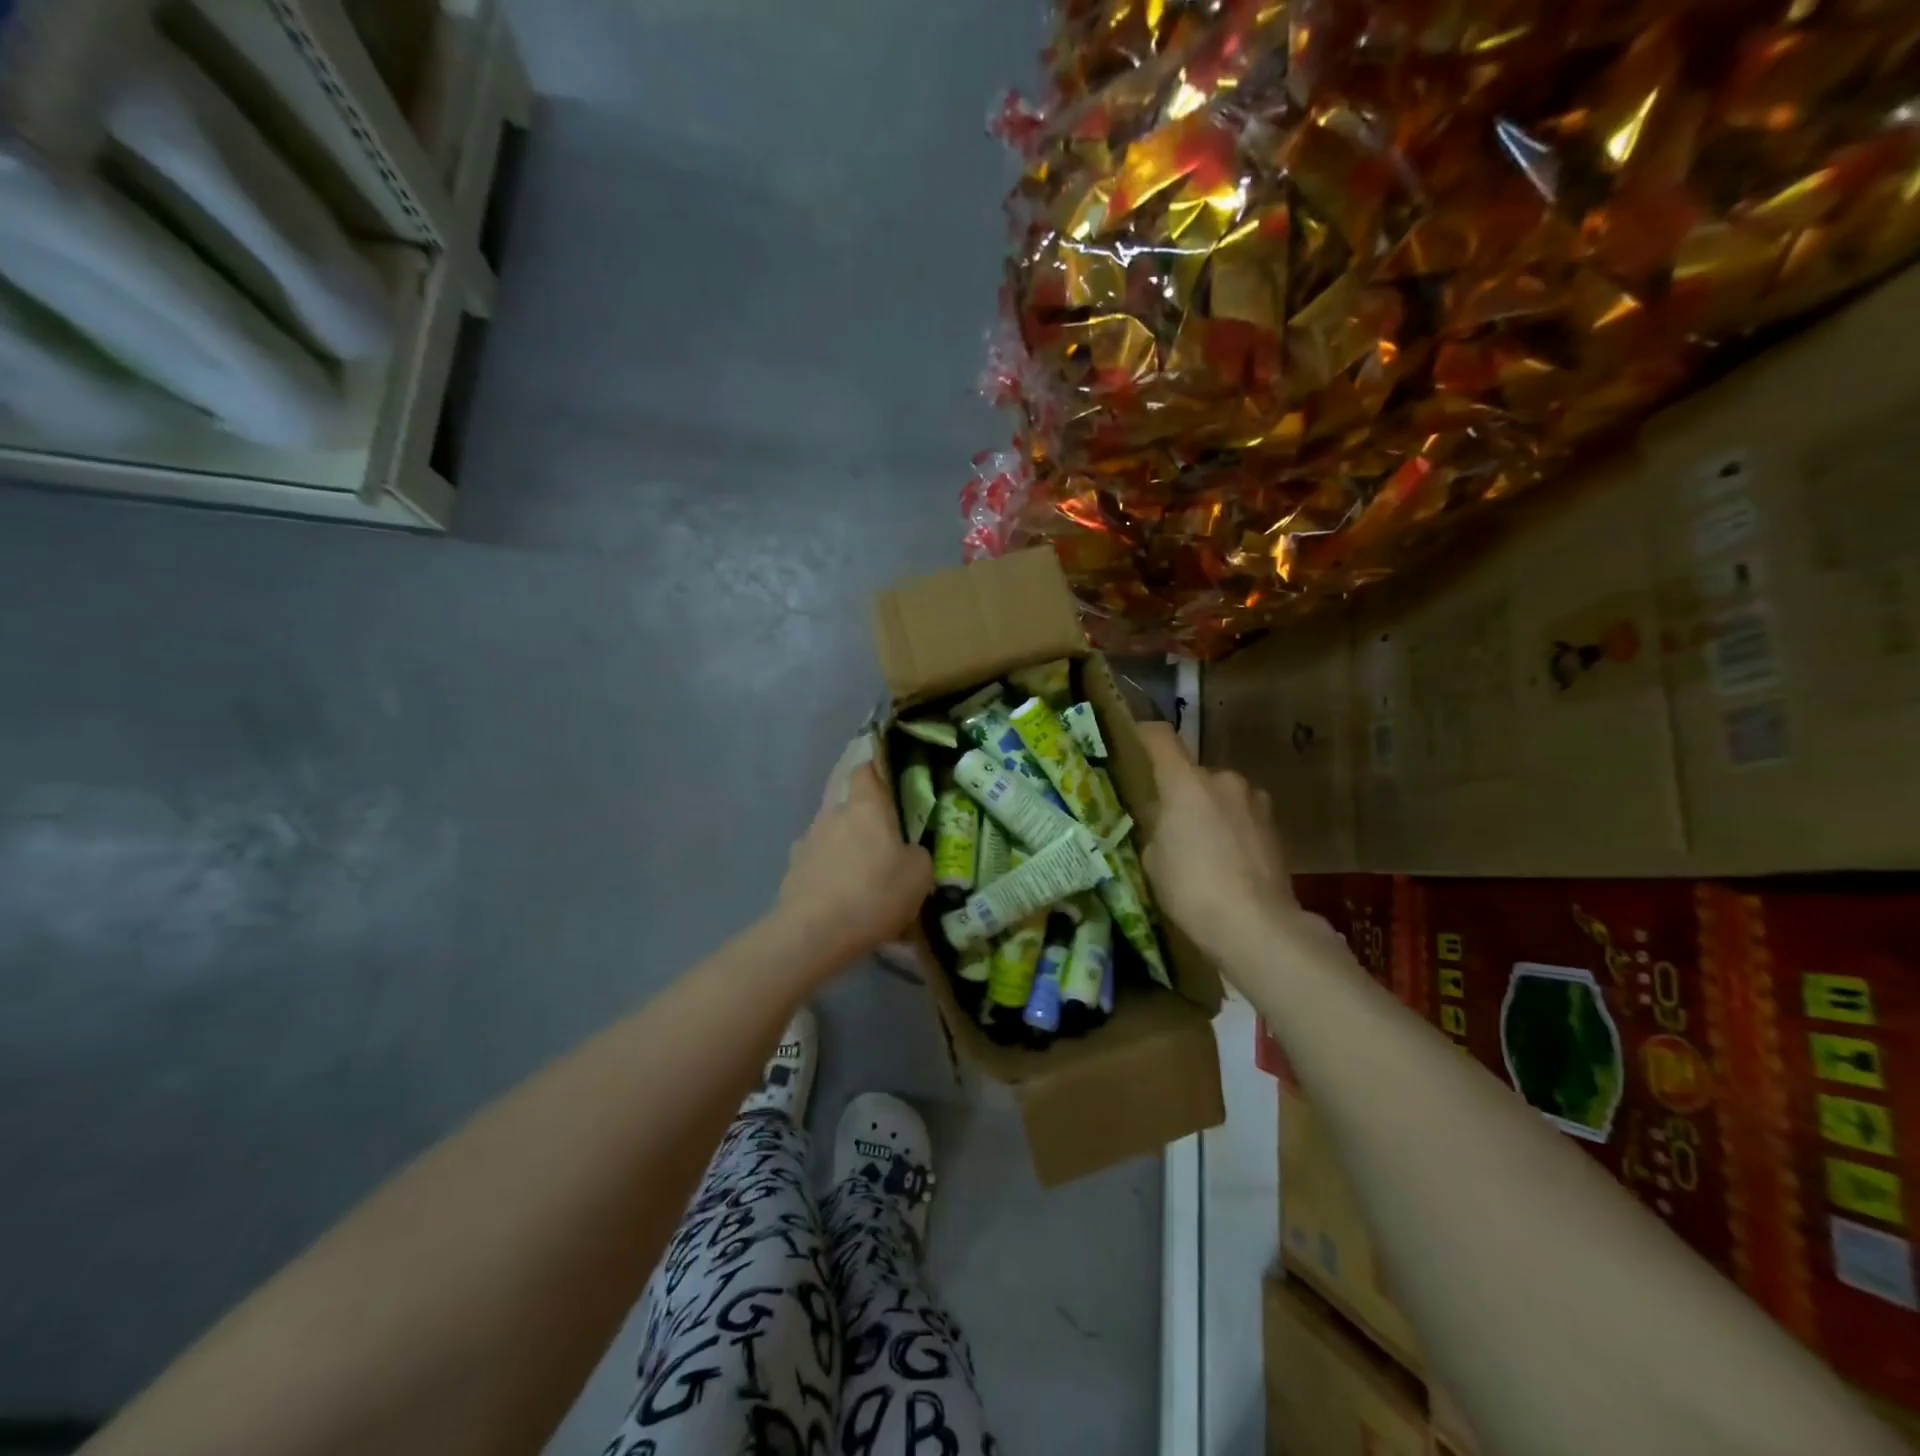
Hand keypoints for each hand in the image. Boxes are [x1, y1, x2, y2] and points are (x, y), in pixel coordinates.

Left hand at [778, 761, 932, 961]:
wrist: (814, 934)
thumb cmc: (874, 894)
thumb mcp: (919, 875)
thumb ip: (917, 854)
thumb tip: (908, 852)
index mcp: (865, 806)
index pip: (866, 770)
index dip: (878, 772)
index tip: (892, 785)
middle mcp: (832, 814)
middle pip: (848, 804)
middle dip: (864, 819)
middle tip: (884, 842)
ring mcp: (807, 841)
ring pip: (833, 834)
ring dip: (846, 848)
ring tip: (862, 878)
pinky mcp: (792, 870)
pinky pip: (818, 863)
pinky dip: (829, 873)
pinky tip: (840, 899)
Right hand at [1138, 722, 1296, 959]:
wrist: (1257, 926)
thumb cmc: (1192, 889)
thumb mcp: (1153, 859)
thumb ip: (1157, 828)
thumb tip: (1166, 822)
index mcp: (1186, 782)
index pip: (1160, 738)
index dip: (1143, 736)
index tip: (1131, 744)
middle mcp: (1223, 779)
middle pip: (1193, 772)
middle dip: (1180, 791)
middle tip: (1168, 822)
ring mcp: (1255, 801)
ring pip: (1221, 795)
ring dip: (1209, 810)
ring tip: (1201, 847)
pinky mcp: (1276, 826)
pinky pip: (1242, 816)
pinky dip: (1231, 829)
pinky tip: (1227, 861)